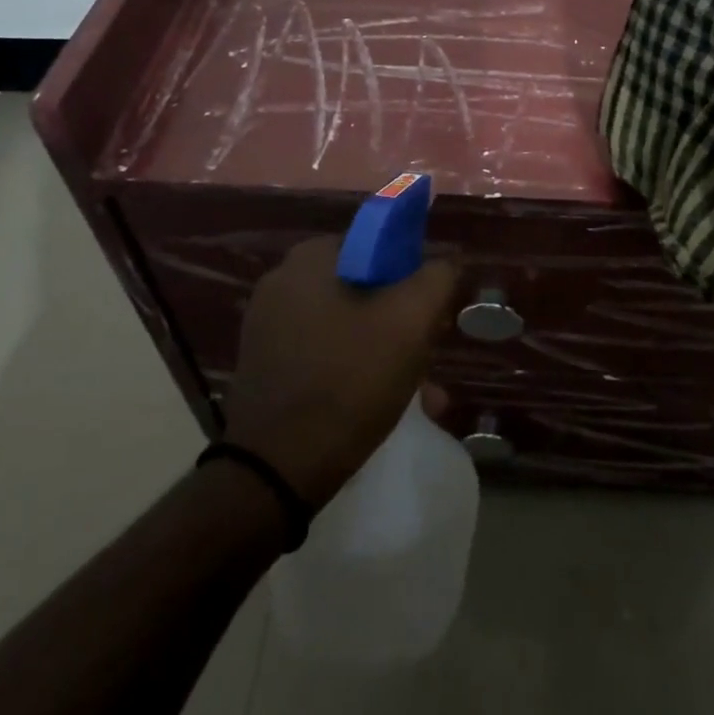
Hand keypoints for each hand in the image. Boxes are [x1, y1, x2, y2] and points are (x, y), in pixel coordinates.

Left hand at [223, 236, 458, 508]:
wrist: (277, 468)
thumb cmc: (349, 380)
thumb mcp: (411, 322)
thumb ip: (437, 278)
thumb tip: (448, 261)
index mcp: (311, 258)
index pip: (379, 246)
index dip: (414, 276)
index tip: (432, 314)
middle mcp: (283, 281)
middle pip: (365, 287)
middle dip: (402, 319)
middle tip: (426, 355)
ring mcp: (268, 324)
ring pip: (347, 323)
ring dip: (385, 350)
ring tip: (418, 391)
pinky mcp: (265, 363)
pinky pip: (323, 351)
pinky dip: (353, 368)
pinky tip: (381, 403)